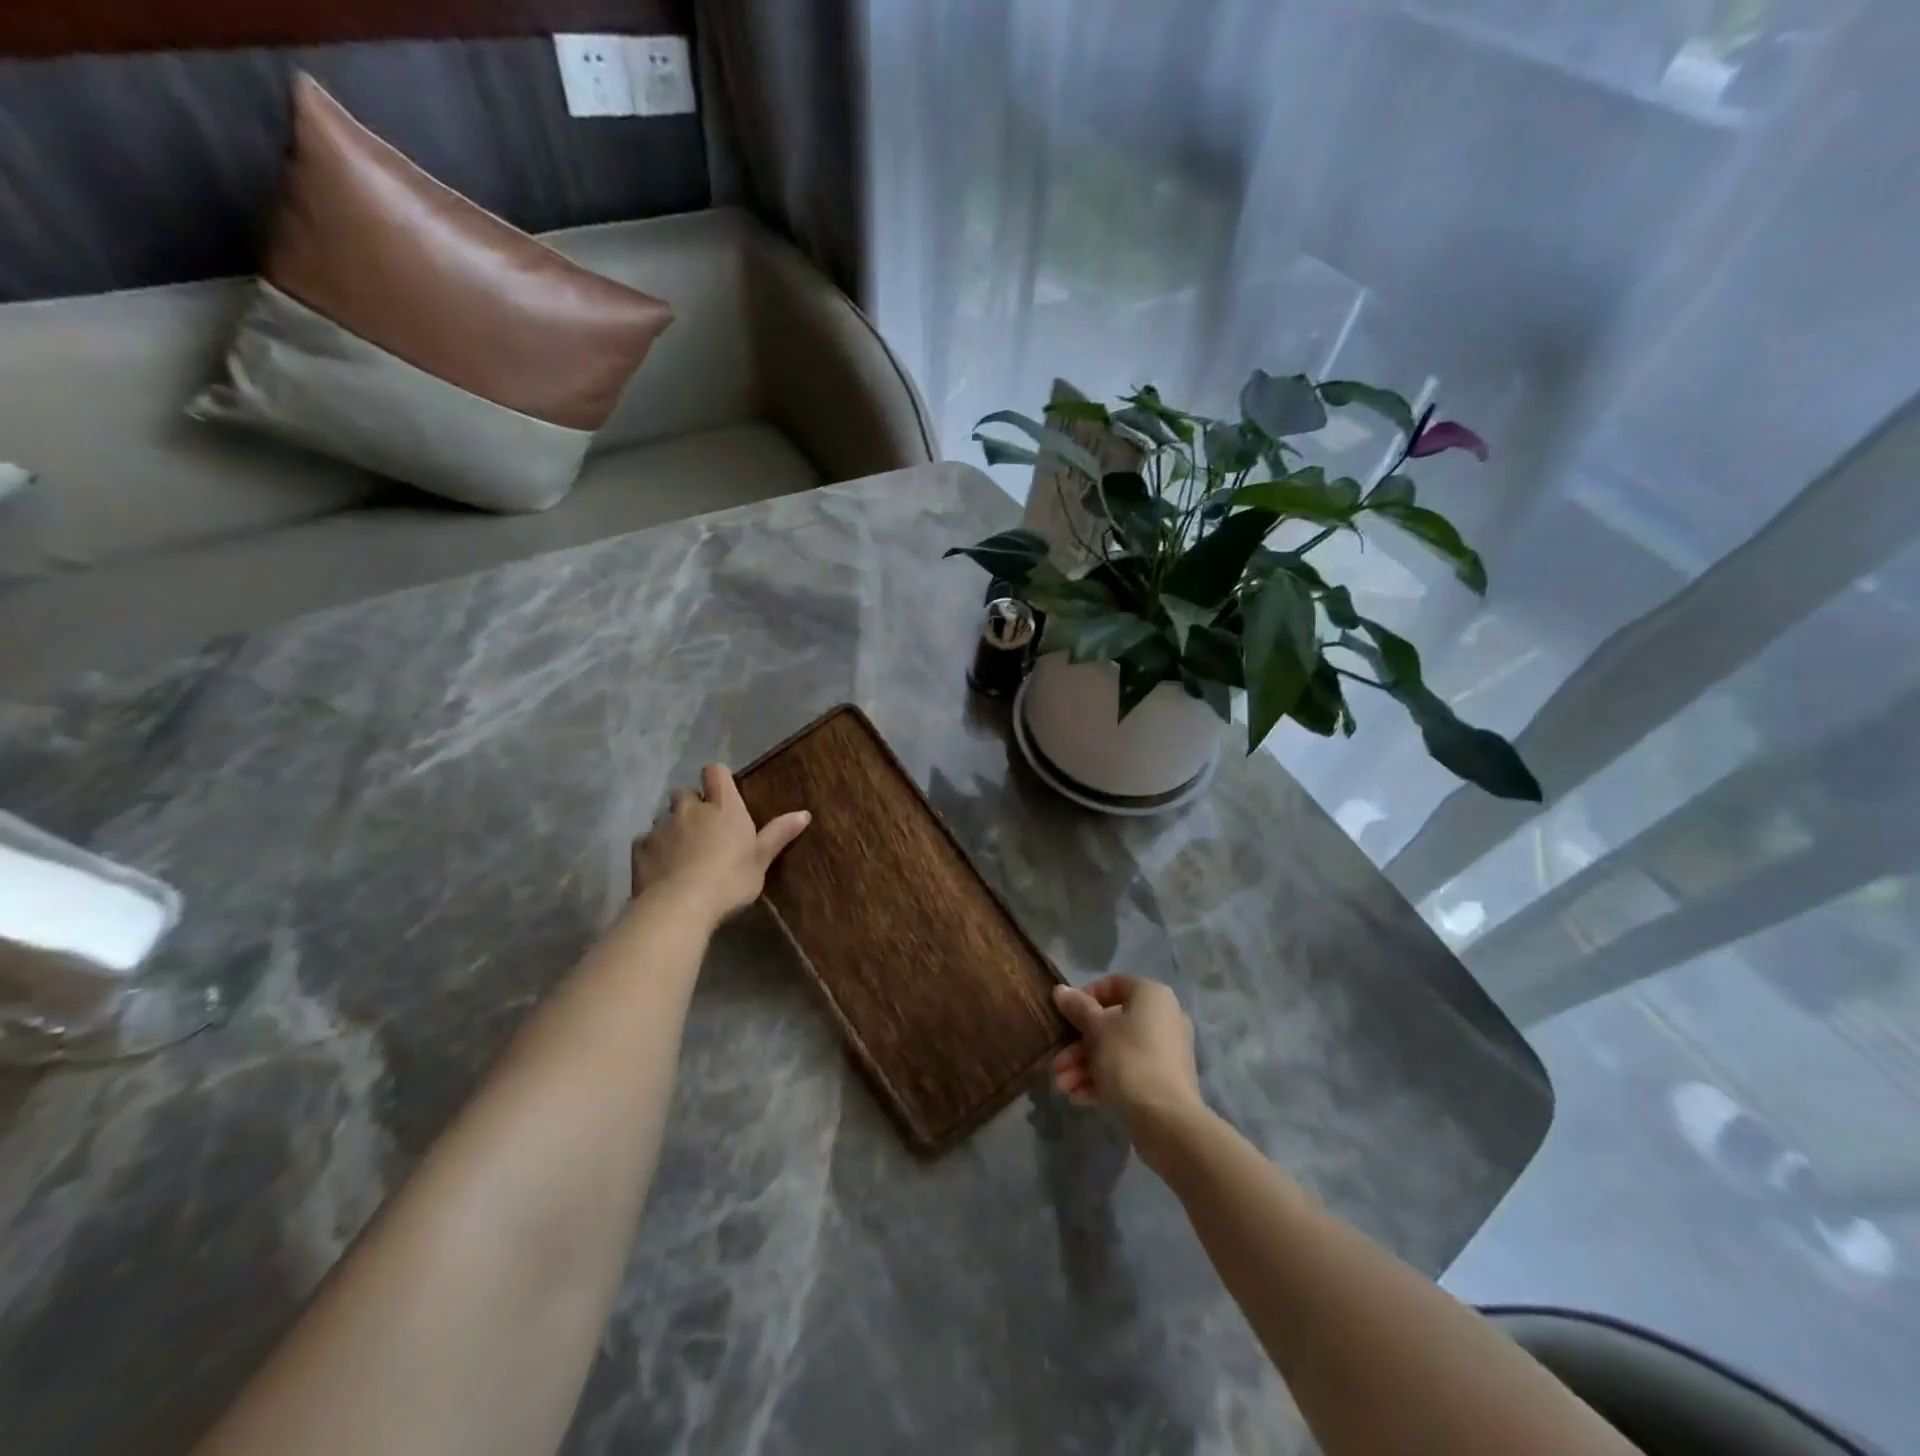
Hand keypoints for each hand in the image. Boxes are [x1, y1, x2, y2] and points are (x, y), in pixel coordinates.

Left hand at [632, 764, 809, 922]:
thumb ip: (779, 834)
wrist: (679, 906)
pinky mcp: (639, 848)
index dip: (717, 779)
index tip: (722, 794)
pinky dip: (653, 849)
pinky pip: (646, 840)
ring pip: (664, 817)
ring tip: (681, 851)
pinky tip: (661, 868)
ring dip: (672, 827)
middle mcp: (690, 808)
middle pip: (685, 793)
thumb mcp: (761, 860)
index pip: (715, 772)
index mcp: (723, 807)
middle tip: (702, 828)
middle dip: (691, 805)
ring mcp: (661, 826)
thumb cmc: (729, 880)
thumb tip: (804, 814)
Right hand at [1051, 975, 1201, 1144]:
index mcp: (1151, 996)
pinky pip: (1128, 1073)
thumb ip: (1078, 1008)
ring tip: (1062, 1086)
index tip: (1065, 1016)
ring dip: (1085, 1066)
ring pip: (1116, 1051)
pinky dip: (1103, 1081)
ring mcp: (1165, 1052)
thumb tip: (1060, 990)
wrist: (1167, 1121)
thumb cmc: (1129, 1060)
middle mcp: (1162, 1018)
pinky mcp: (1163, 1082)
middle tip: (1057, 1064)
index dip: (1085, 998)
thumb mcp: (1096, 1030)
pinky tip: (1078, 1098)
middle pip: (1111, 1024)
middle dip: (1078, 1045)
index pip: (1113, 985)